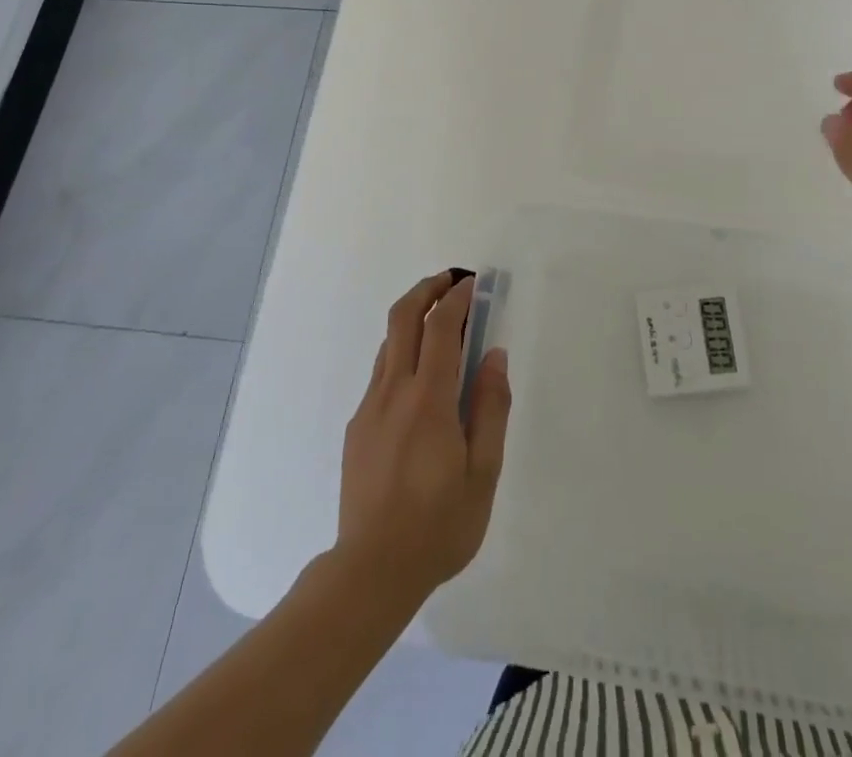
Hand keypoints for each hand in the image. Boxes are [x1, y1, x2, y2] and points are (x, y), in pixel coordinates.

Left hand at [337, 272, 511, 607]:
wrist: (370, 572)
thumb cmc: (439, 525)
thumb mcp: (483, 472)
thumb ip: (491, 407)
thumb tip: (494, 355)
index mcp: (428, 399)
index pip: (441, 328)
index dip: (457, 299)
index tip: (472, 284)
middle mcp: (393, 391)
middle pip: (403, 319)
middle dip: (426, 289)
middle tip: (450, 280)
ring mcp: (369, 407)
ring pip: (388, 343)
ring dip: (412, 319)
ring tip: (440, 321)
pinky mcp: (357, 427)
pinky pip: (381, 372)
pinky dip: (402, 353)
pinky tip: (421, 378)